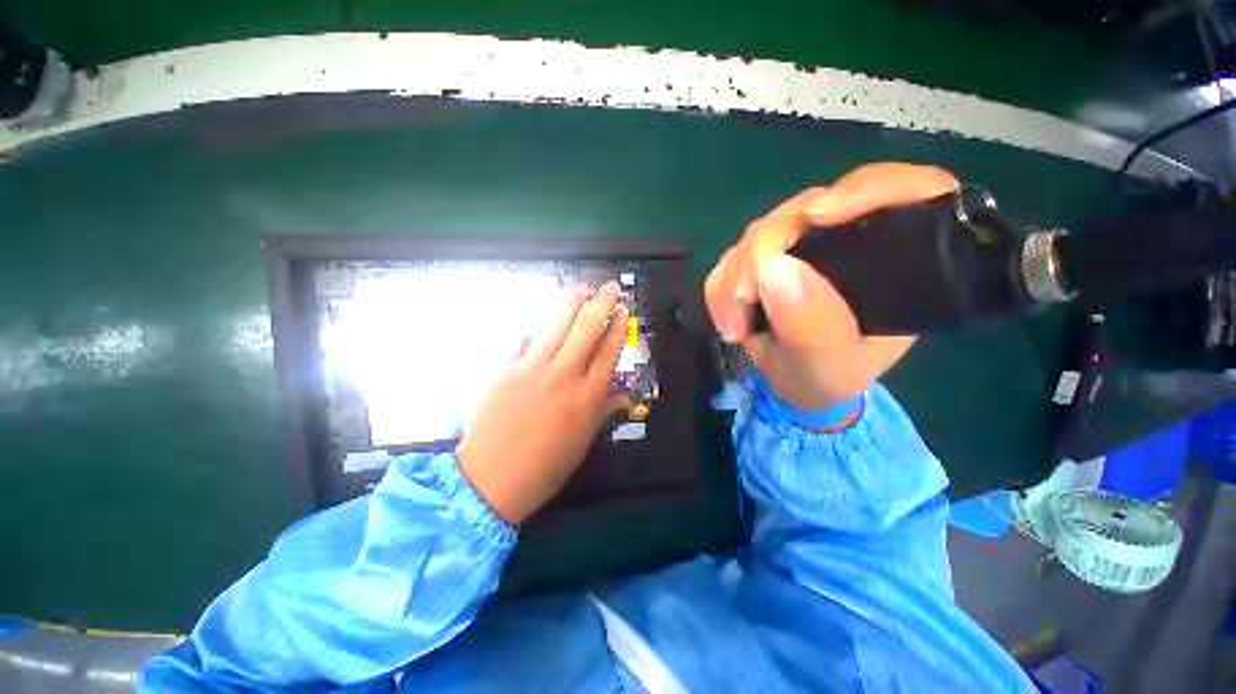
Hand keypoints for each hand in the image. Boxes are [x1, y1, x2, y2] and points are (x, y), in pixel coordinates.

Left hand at [457, 282, 629, 524]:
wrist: (491, 478)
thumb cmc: (545, 467)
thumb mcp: (582, 442)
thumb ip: (603, 412)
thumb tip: (622, 396)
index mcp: (588, 397)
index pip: (609, 352)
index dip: (618, 327)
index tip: (623, 311)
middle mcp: (565, 376)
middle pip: (587, 329)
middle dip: (601, 303)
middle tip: (610, 286)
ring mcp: (533, 369)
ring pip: (556, 325)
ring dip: (571, 302)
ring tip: (581, 286)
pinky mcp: (507, 369)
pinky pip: (525, 340)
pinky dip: (538, 327)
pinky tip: (544, 318)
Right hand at [704, 162, 958, 413]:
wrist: (794, 386)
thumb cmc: (827, 378)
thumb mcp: (830, 367)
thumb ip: (812, 327)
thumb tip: (773, 267)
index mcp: (894, 260)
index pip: (905, 191)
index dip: (865, 189)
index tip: (817, 218)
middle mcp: (847, 241)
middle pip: (806, 209)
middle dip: (763, 251)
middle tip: (744, 302)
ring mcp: (799, 246)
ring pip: (759, 232)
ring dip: (735, 277)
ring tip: (735, 327)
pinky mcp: (763, 259)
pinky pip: (731, 256)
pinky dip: (721, 287)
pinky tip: (729, 320)